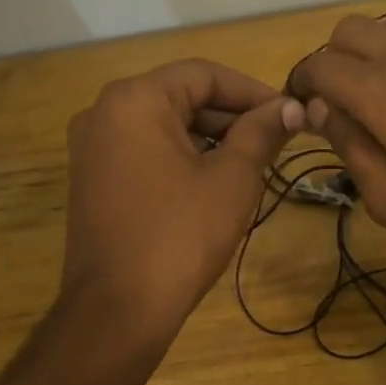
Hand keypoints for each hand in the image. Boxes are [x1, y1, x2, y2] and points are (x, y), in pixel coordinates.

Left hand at [62, 59, 303, 333]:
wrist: (118, 310)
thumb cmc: (181, 235)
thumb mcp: (232, 178)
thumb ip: (262, 132)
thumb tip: (291, 107)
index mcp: (135, 100)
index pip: (204, 74)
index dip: (253, 91)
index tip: (290, 114)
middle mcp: (104, 112)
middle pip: (182, 97)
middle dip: (233, 117)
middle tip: (278, 141)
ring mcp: (93, 148)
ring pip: (166, 126)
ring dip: (212, 138)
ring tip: (256, 163)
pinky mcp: (94, 179)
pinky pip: (147, 151)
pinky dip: (184, 157)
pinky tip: (217, 182)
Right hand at [285, 15, 385, 261]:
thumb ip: (348, 145)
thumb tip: (318, 108)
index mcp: (380, 92)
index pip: (319, 65)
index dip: (300, 85)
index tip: (300, 112)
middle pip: (347, 31)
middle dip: (330, 61)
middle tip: (335, 105)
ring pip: (382, 26)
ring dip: (364, 51)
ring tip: (369, 97)